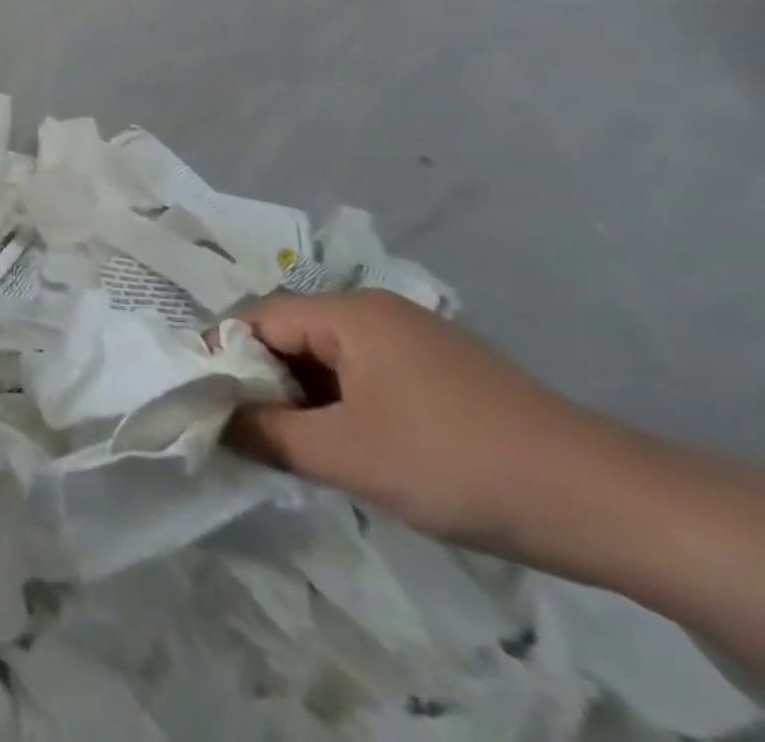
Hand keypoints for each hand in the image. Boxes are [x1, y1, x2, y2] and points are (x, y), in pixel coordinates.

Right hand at [229, 290, 609, 555]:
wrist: (611, 506)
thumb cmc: (459, 465)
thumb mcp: (349, 456)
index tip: (205, 402)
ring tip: (294, 446)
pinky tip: (348, 446)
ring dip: (303, 398)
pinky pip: (363, 374)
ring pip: (326, 358)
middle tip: (247, 432)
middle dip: (263, 381)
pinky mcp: (439, 371)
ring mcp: (412, 339)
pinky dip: (340, 404)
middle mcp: (374, 311)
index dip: (224, 357)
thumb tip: (211, 419)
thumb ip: (268, 433)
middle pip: (290, 334)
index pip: (257, 319)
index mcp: (348, 313)